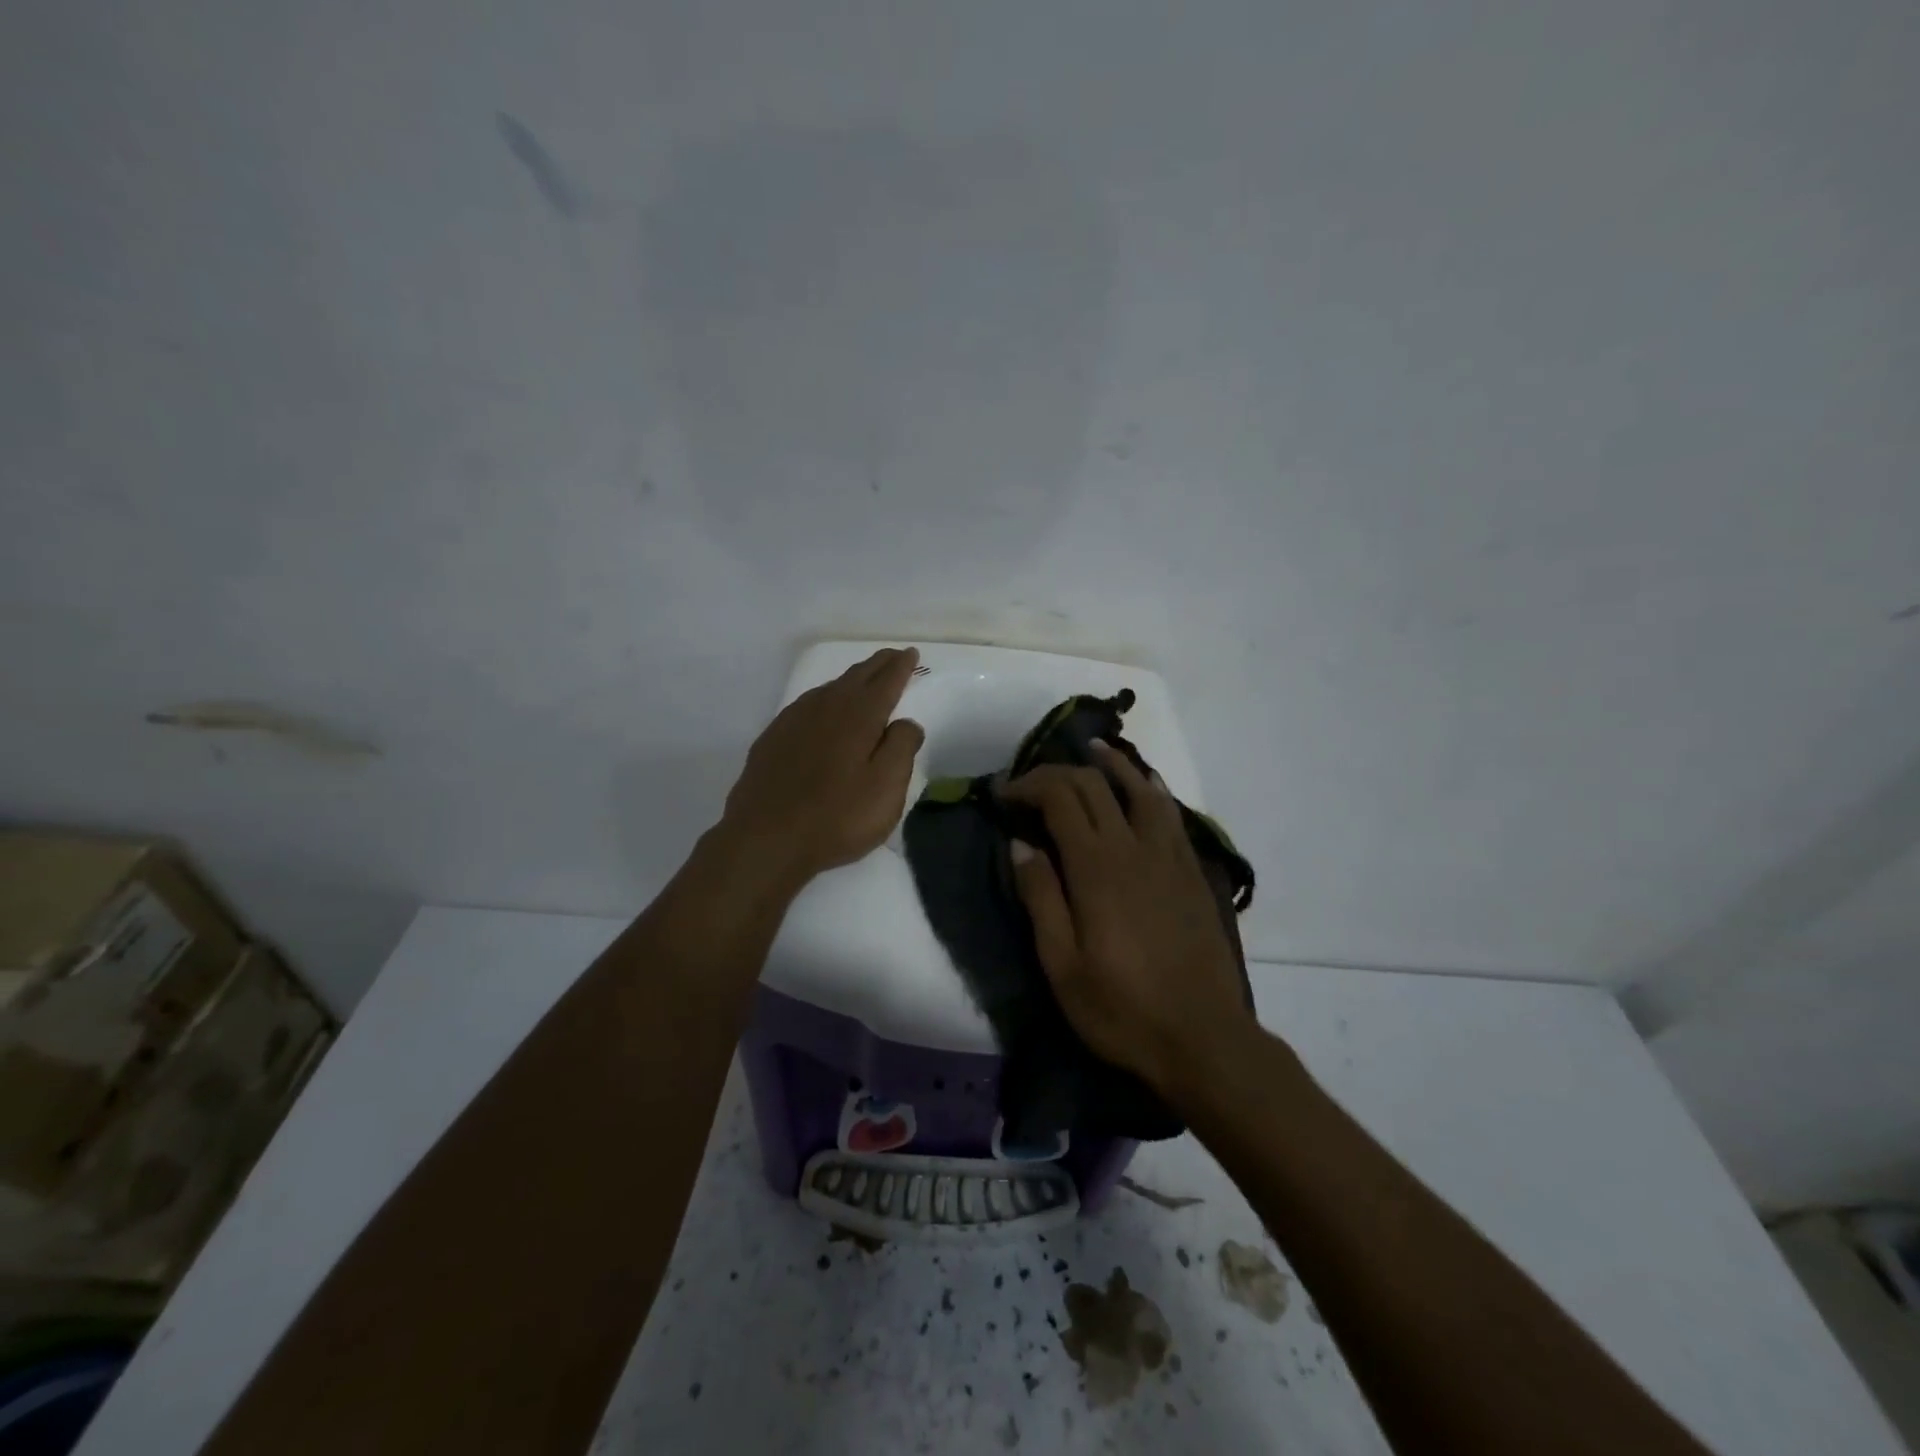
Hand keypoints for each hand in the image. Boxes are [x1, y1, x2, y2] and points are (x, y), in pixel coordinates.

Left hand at [717, 647, 924, 889]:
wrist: (765, 838)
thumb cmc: (836, 816)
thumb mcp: (886, 788)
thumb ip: (902, 748)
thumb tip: (906, 722)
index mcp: (859, 716)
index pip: (886, 681)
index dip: (901, 667)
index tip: (911, 654)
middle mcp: (825, 707)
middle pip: (856, 677)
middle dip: (878, 665)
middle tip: (893, 657)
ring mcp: (794, 720)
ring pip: (829, 689)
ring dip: (850, 680)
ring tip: (863, 680)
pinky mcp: (773, 738)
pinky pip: (807, 705)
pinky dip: (825, 699)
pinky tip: (823, 710)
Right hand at [997, 743, 1252, 1097]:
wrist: (1203, 1037)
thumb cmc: (1122, 1009)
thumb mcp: (1062, 965)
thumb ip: (1041, 898)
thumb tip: (1020, 844)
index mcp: (1096, 868)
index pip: (1060, 798)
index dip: (1028, 786)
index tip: (1002, 794)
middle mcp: (1134, 847)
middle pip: (1094, 785)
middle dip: (1058, 773)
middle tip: (1032, 784)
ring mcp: (1169, 855)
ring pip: (1140, 788)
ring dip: (1112, 765)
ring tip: (1092, 751)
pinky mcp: (1191, 870)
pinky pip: (1170, 813)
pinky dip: (1151, 788)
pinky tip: (1145, 785)